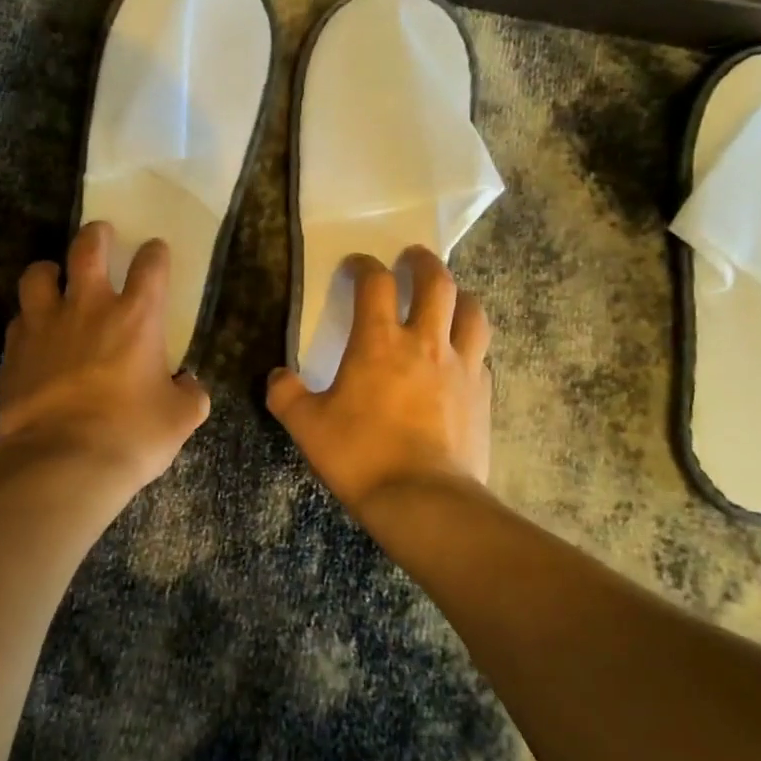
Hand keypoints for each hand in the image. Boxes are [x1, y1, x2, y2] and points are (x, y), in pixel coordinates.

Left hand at [0, 221, 210, 495]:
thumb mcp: (180, 419)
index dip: (155, 253)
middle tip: (100, 235)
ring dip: (49, 271)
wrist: (64, 462)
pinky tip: (34, 333)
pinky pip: (19, 320)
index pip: (150, 265)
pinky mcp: (15, 351)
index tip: (155, 251)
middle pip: (87, 249)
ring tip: (55, 278)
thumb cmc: (131, 435)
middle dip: (96, 235)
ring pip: (39, 275)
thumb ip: (190, 394)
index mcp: (137, 317)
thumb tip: (189, 385)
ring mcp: (45, 325)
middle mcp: (89, 308)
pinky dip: (28, 320)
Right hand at [267, 248, 491, 511]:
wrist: (424, 501)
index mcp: (380, 342)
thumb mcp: (306, 427)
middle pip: (436, 283)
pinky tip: (461, 356)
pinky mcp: (483, 395)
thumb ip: (286, 395)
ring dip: (459, 295)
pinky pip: (481, 355)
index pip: (374, 283)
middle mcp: (426, 343)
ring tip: (449, 296)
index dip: (364, 266)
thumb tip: (277, 377)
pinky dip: (470, 344)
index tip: (355, 266)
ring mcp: (461, 367)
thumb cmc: (361, 456)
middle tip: (412, 258)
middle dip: (423, 263)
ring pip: (472, 312)